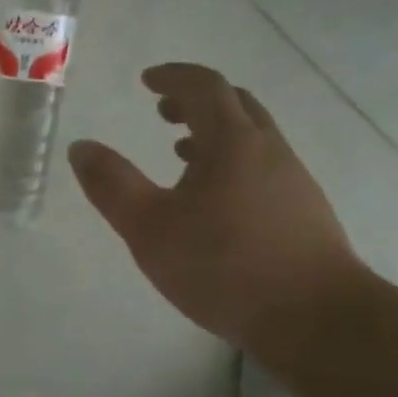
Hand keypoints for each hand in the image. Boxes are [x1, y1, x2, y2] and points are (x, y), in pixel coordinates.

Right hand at [67, 63, 365, 354]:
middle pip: (236, 105)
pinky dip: (234, 164)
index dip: (173, 77)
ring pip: (253, 139)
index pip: (205, 86)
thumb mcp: (149, 228)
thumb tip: (81, 147)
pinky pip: (264, 168)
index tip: (147, 81)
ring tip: (183, 154)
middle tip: (164, 112)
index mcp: (233, 142)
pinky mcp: (305, 213)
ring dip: (216, 134)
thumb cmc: (224, 266)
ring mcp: (294, 181)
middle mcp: (269, 150)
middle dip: (196, 101)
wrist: (316, 319)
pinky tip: (217, 203)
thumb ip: (112, 184)